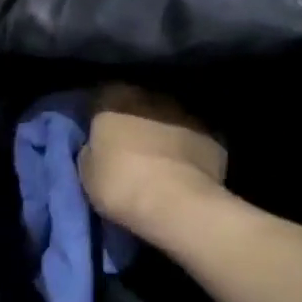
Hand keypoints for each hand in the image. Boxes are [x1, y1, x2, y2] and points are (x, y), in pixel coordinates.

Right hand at [78, 85, 227, 241]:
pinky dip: (189, 152)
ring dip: (164, 134)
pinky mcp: (215, 138)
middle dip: (136, 122)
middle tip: (130, 148)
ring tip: (159, 161)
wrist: (176, 204)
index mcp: (117, 99)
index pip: (104, 97)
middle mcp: (153, 97)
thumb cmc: (120, 182)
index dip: (102, 116)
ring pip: (170, 120)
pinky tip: (184, 172)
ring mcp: (188, 115)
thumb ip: (92, 149)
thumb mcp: (86, 170)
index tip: (100, 135)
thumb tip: (97, 147)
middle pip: (140, 105)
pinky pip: (195, 141)